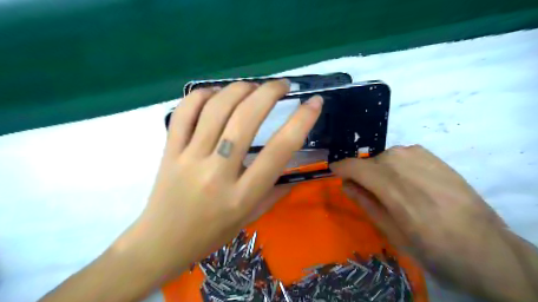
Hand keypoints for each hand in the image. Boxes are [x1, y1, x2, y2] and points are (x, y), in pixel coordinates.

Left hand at [116, 79, 320, 276]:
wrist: (161, 243)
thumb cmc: (211, 234)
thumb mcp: (250, 218)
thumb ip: (274, 191)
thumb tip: (294, 166)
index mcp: (242, 196)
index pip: (279, 151)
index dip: (301, 121)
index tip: (314, 103)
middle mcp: (217, 173)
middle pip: (245, 120)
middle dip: (269, 93)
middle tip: (282, 85)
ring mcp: (189, 159)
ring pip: (216, 110)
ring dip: (239, 89)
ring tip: (253, 87)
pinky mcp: (169, 151)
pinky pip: (184, 113)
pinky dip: (202, 96)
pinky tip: (216, 93)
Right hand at [330, 145, 534, 299]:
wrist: (485, 248)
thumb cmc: (433, 248)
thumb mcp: (391, 232)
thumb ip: (365, 203)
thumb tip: (345, 184)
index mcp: (392, 188)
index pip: (354, 166)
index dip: (340, 168)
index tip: (334, 172)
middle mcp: (404, 165)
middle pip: (369, 162)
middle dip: (362, 175)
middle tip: (367, 193)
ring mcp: (421, 157)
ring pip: (385, 157)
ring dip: (380, 171)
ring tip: (390, 190)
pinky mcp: (434, 156)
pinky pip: (402, 155)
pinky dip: (396, 166)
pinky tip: (407, 181)